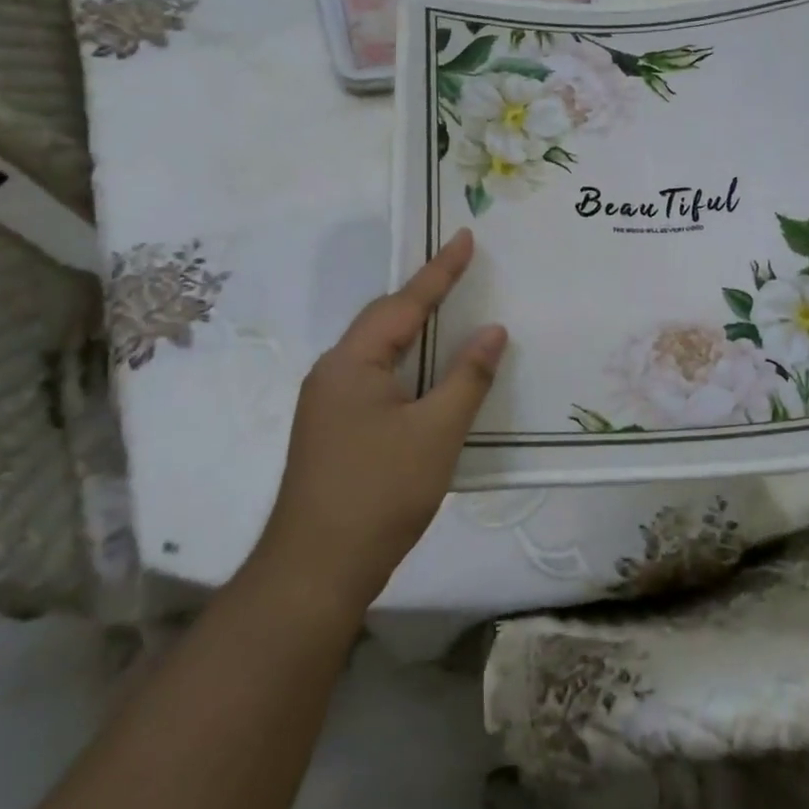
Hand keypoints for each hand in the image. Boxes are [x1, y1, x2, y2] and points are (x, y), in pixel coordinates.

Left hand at [250, 231, 506, 611]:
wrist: (316, 571)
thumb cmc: (380, 492)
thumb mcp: (436, 432)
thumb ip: (467, 376)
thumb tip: (491, 330)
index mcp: (351, 364)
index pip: (404, 304)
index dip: (440, 270)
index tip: (466, 236)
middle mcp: (332, 373)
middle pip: (385, 322)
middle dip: (425, 296)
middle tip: (462, 270)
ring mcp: (328, 404)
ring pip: (380, 353)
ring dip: (416, 333)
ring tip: (451, 313)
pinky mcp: (334, 431)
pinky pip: (377, 379)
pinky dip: (408, 365)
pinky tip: (429, 376)